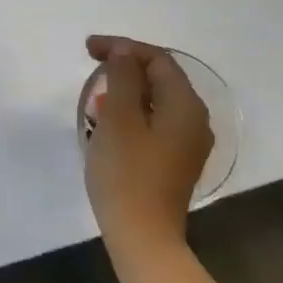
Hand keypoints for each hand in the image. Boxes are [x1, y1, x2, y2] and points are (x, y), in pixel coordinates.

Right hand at [82, 36, 213, 260]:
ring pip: (157, 102)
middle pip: (161, 78)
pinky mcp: (175, 162)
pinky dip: (132, 113)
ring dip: (126, 91)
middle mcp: (195, 121)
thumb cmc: (126, 172)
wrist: (141, 235)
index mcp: (186, 106)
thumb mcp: (119, 118)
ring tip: (95, 95)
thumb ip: (123, 78)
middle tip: (90, 66)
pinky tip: (108, 123)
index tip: (87, 49)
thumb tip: (124, 52)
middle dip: (125, 67)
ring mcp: (187, 144)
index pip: (158, 60)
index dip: (123, 47)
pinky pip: (155, 123)